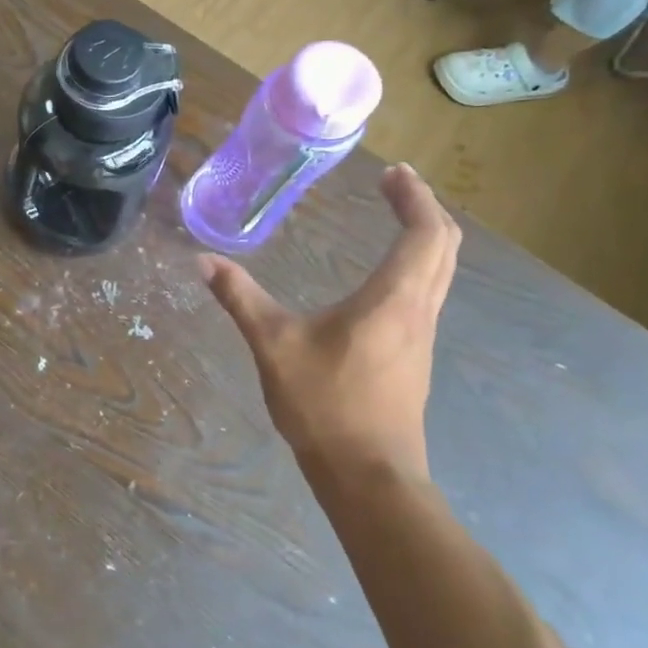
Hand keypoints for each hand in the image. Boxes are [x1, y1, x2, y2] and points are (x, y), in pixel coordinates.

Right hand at [201, 163, 460, 488]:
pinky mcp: (414, 357)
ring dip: (425, 238)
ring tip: (395, 218)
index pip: (425, 233)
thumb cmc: (325, 404)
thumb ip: (240, 298)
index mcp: (392, 300)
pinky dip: (417, 266)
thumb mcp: (273, 345)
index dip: (415, 197)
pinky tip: (383, 277)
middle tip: (395, 185)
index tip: (394, 172)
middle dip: (424, 209)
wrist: (368, 475)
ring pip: (440, 272)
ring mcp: (421, 337)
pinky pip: (427, 294)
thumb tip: (204, 261)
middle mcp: (418, 311)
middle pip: (444, 247)